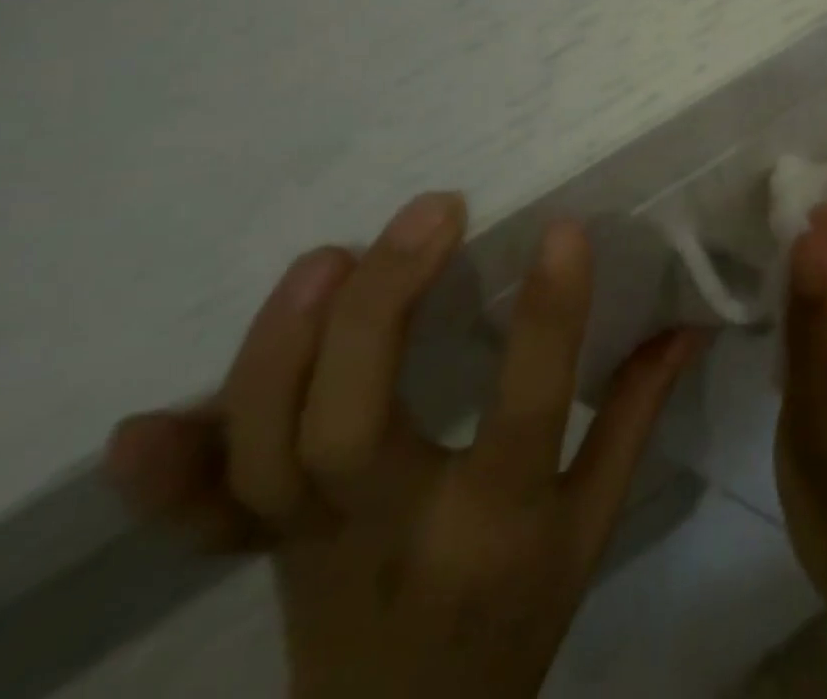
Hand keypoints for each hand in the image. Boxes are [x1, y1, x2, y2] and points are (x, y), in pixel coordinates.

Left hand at [105, 194, 705, 698]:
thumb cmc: (519, 614)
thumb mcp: (594, 524)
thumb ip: (634, 415)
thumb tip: (687, 322)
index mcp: (496, 526)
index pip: (526, 408)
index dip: (548, 315)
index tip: (564, 230)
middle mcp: (390, 533)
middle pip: (352, 423)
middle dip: (385, 303)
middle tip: (435, 211)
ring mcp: (306, 546)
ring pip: (265, 451)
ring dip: (286, 345)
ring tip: (335, 254)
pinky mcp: (259, 551)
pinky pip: (196, 521)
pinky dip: (165, 474)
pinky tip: (138, 422)